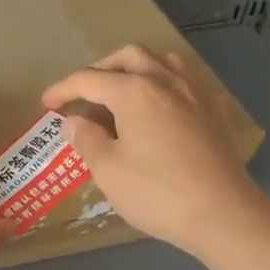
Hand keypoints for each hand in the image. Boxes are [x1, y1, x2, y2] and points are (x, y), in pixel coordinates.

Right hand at [41, 46, 269, 260]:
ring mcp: (195, 92)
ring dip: (136, 68)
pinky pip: (185, 80)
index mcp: (134, 91)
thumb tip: (74, 120)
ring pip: (161, 61)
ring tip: (122, 91)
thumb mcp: (109, 170)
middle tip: (84, 93)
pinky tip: (160, 106)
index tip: (47, 104)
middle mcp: (165, 80)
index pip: (89, 79)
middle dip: (100, 69)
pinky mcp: (214, 111)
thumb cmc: (158, 192)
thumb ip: (87, 139)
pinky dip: (164, 82)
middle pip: (128, 57)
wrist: (223, 213)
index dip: (63, 89)